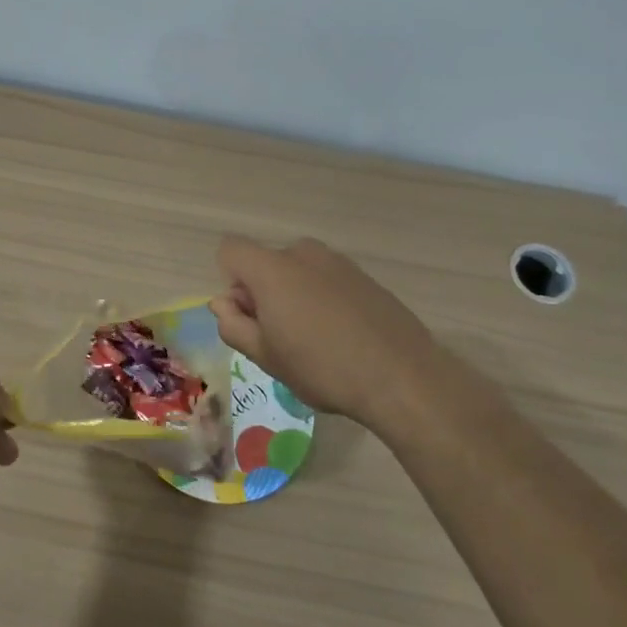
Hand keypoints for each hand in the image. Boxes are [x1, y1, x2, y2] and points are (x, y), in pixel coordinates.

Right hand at [210, 236, 442, 432]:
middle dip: (262, 292)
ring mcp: (338, 262)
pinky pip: (326, 280)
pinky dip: (322, 300)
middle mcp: (303, 253)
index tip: (249, 317)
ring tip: (314, 341)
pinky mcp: (365, 276)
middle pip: (266, 262)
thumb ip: (234, 325)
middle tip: (279, 338)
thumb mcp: (266, 356)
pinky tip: (342, 337)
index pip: (230, 250)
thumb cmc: (322, 368)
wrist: (403, 376)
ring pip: (297, 272)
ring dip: (293, 296)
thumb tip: (223, 303)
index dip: (230, 283)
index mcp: (272, 268)